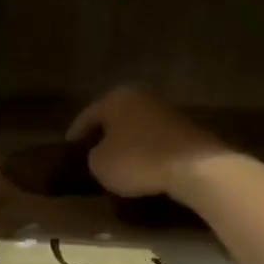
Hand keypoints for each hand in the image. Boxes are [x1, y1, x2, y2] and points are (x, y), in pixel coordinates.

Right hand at [67, 86, 228, 200]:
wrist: (195, 167)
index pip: (86, 117)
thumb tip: (101, 153)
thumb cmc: (137, 160)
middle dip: (103, 137)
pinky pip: (155, 139)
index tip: (68, 152)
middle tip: (91, 156)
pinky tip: (142, 166)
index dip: (75, 136)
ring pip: (135, 128)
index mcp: (115, 98)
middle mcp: (141, 96)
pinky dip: (146, 151)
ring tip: (117, 164)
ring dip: (126, 144)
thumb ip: (93, 155)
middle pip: (113, 118)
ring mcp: (166, 110)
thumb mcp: (99, 164)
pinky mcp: (185, 128)